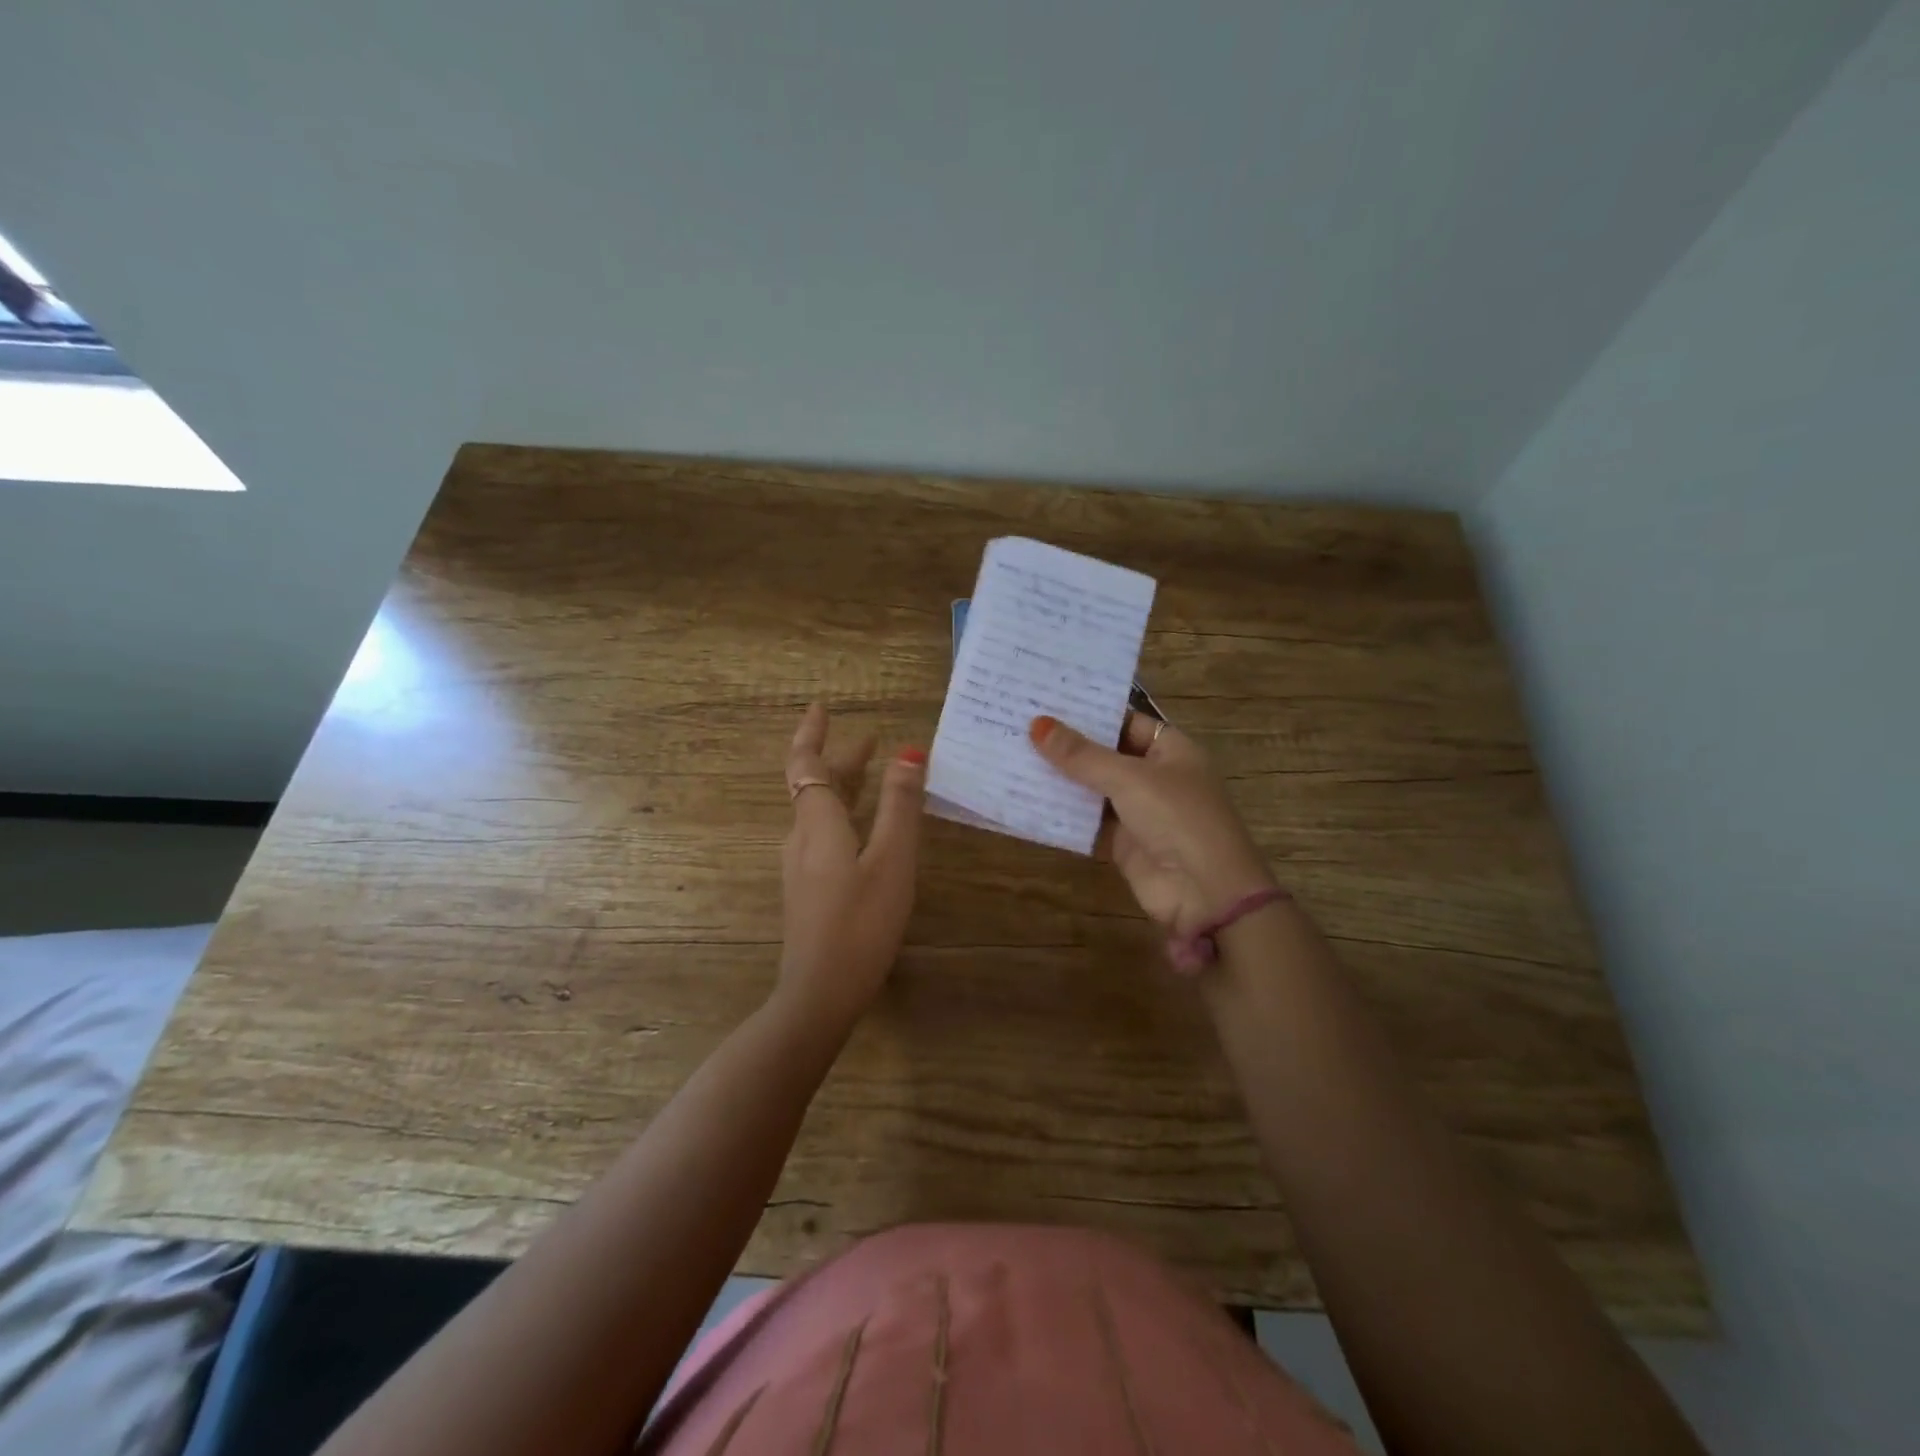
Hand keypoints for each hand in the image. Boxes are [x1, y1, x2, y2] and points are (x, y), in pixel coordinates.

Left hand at [777, 702, 925, 1028]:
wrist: (820, 992)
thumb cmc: (861, 922)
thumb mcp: (892, 861)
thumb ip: (900, 806)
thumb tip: (909, 752)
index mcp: (818, 823)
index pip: (806, 764)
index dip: (812, 734)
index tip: (822, 707)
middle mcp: (802, 838)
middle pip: (815, 786)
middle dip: (840, 760)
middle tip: (871, 741)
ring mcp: (801, 867)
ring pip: (820, 813)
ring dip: (844, 787)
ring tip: (874, 776)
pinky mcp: (809, 890)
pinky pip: (824, 835)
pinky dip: (846, 815)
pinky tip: (867, 830)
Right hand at [1030, 713, 1276, 941]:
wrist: (1205, 893)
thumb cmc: (1177, 818)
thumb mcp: (1129, 778)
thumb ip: (1081, 755)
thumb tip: (1037, 724)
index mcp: (1171, 750)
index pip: (1126, 721)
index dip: (1090, 713)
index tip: (1047, 701)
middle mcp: (1155, 776)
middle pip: (1106, 754)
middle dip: (1068, 746)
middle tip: (1019, 725)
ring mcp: (1138, 811)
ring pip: (1093, 789)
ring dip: (1061, 779)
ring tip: (1013, 756)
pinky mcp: (1122, 843)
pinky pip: (1087, 822)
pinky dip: (1062, 813)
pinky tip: (1025, 798)